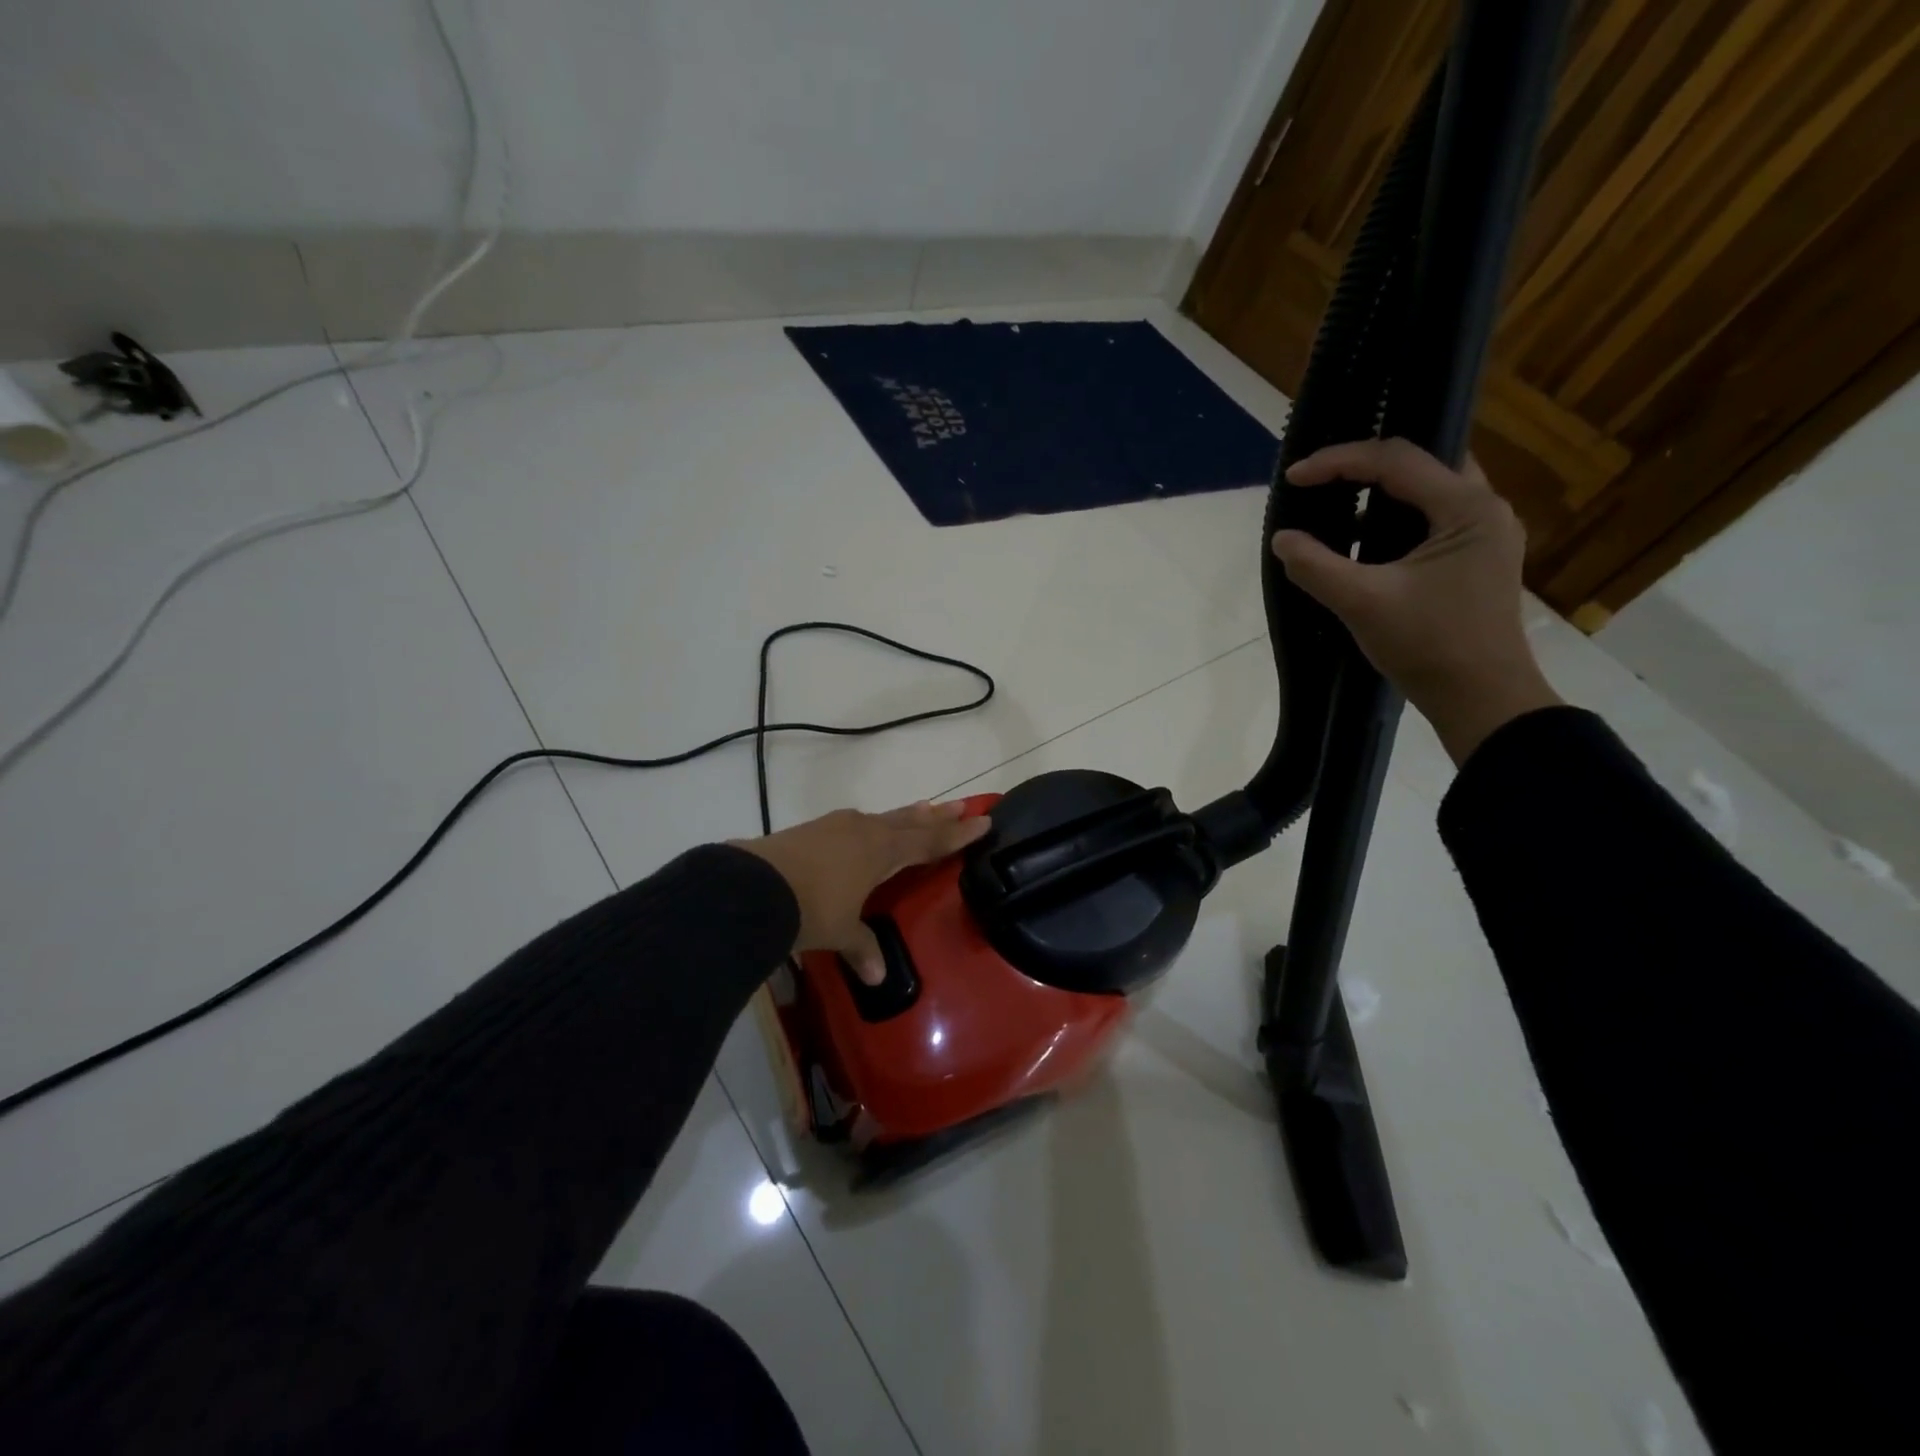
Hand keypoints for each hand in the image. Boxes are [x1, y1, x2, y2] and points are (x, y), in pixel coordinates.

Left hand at [735, 801, 990, 983]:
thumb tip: (878, 977)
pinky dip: (873, 824)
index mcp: (882, 851)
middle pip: (910, 822)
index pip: (929, 842)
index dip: (957, 835)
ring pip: (882, 818)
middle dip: (937, 816)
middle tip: (962, 804)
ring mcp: (836, 827)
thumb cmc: (810, 908)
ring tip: (922, 808)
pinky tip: (866, 827)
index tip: (983, 821)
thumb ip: (862, 948)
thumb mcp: (839, 931)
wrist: (753, 886)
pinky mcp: (811, 830)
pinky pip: (855, 823)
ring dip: (905, 816)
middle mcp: (864, 831)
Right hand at [1270, 438, 1560, 764]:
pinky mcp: (1475, 560)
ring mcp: (1485, 535)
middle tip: (1321, 478)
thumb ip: (1316, 566)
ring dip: (1381, 494)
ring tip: (1336, 504)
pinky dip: (1394, 521)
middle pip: (1420, 464)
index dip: (1339, 461)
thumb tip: (1282, 539)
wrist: (1483, 700)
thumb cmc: (1429, 646)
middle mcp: (1485, 509)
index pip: (1396, 460)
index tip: (1294, 477)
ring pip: (1427, 492)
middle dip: (1365, 466)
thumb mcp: (1363, 603)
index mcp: (1467, 509)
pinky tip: (1363, 542)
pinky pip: (1430, 521)